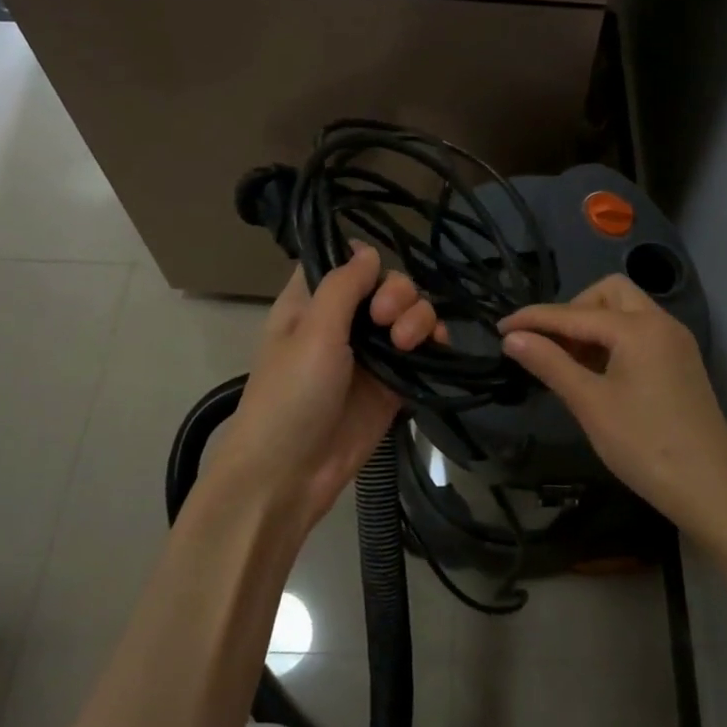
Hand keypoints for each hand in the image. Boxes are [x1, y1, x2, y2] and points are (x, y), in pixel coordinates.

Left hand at [206, 244, 443, 531]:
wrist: (289, 475)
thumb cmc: (290, 395)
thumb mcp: (312, 331)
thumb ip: (343, 286)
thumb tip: (368, 250)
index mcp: (312, 302)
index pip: (344, 261)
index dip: (365, 260)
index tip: (373, 276)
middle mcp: (343, 320)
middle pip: (387, 284)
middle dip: (398, 293)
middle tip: (387, 318)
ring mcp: (371, 351)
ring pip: (410, 313)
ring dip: (419, 316)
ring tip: (408, 342)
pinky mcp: (393, 381)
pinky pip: (423, 349)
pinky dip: (435, 340)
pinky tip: (437, 344)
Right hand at [499, 275, 726, 536]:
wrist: (713, 490)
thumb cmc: (645, 445)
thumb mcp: (590, 404)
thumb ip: (550, 364)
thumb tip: (512, 338)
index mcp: (638, 328)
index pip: (574, 313)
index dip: (534, 319)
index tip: (500, 328)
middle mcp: (660, 323)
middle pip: (608, 293)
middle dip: (573, 311)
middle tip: (549, 346)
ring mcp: (675, 342)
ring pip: (626, 311)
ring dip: (593, 326)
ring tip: (568, 363)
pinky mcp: (681, 362)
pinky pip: (640, 333)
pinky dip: (613, 340)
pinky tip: (597, 373)